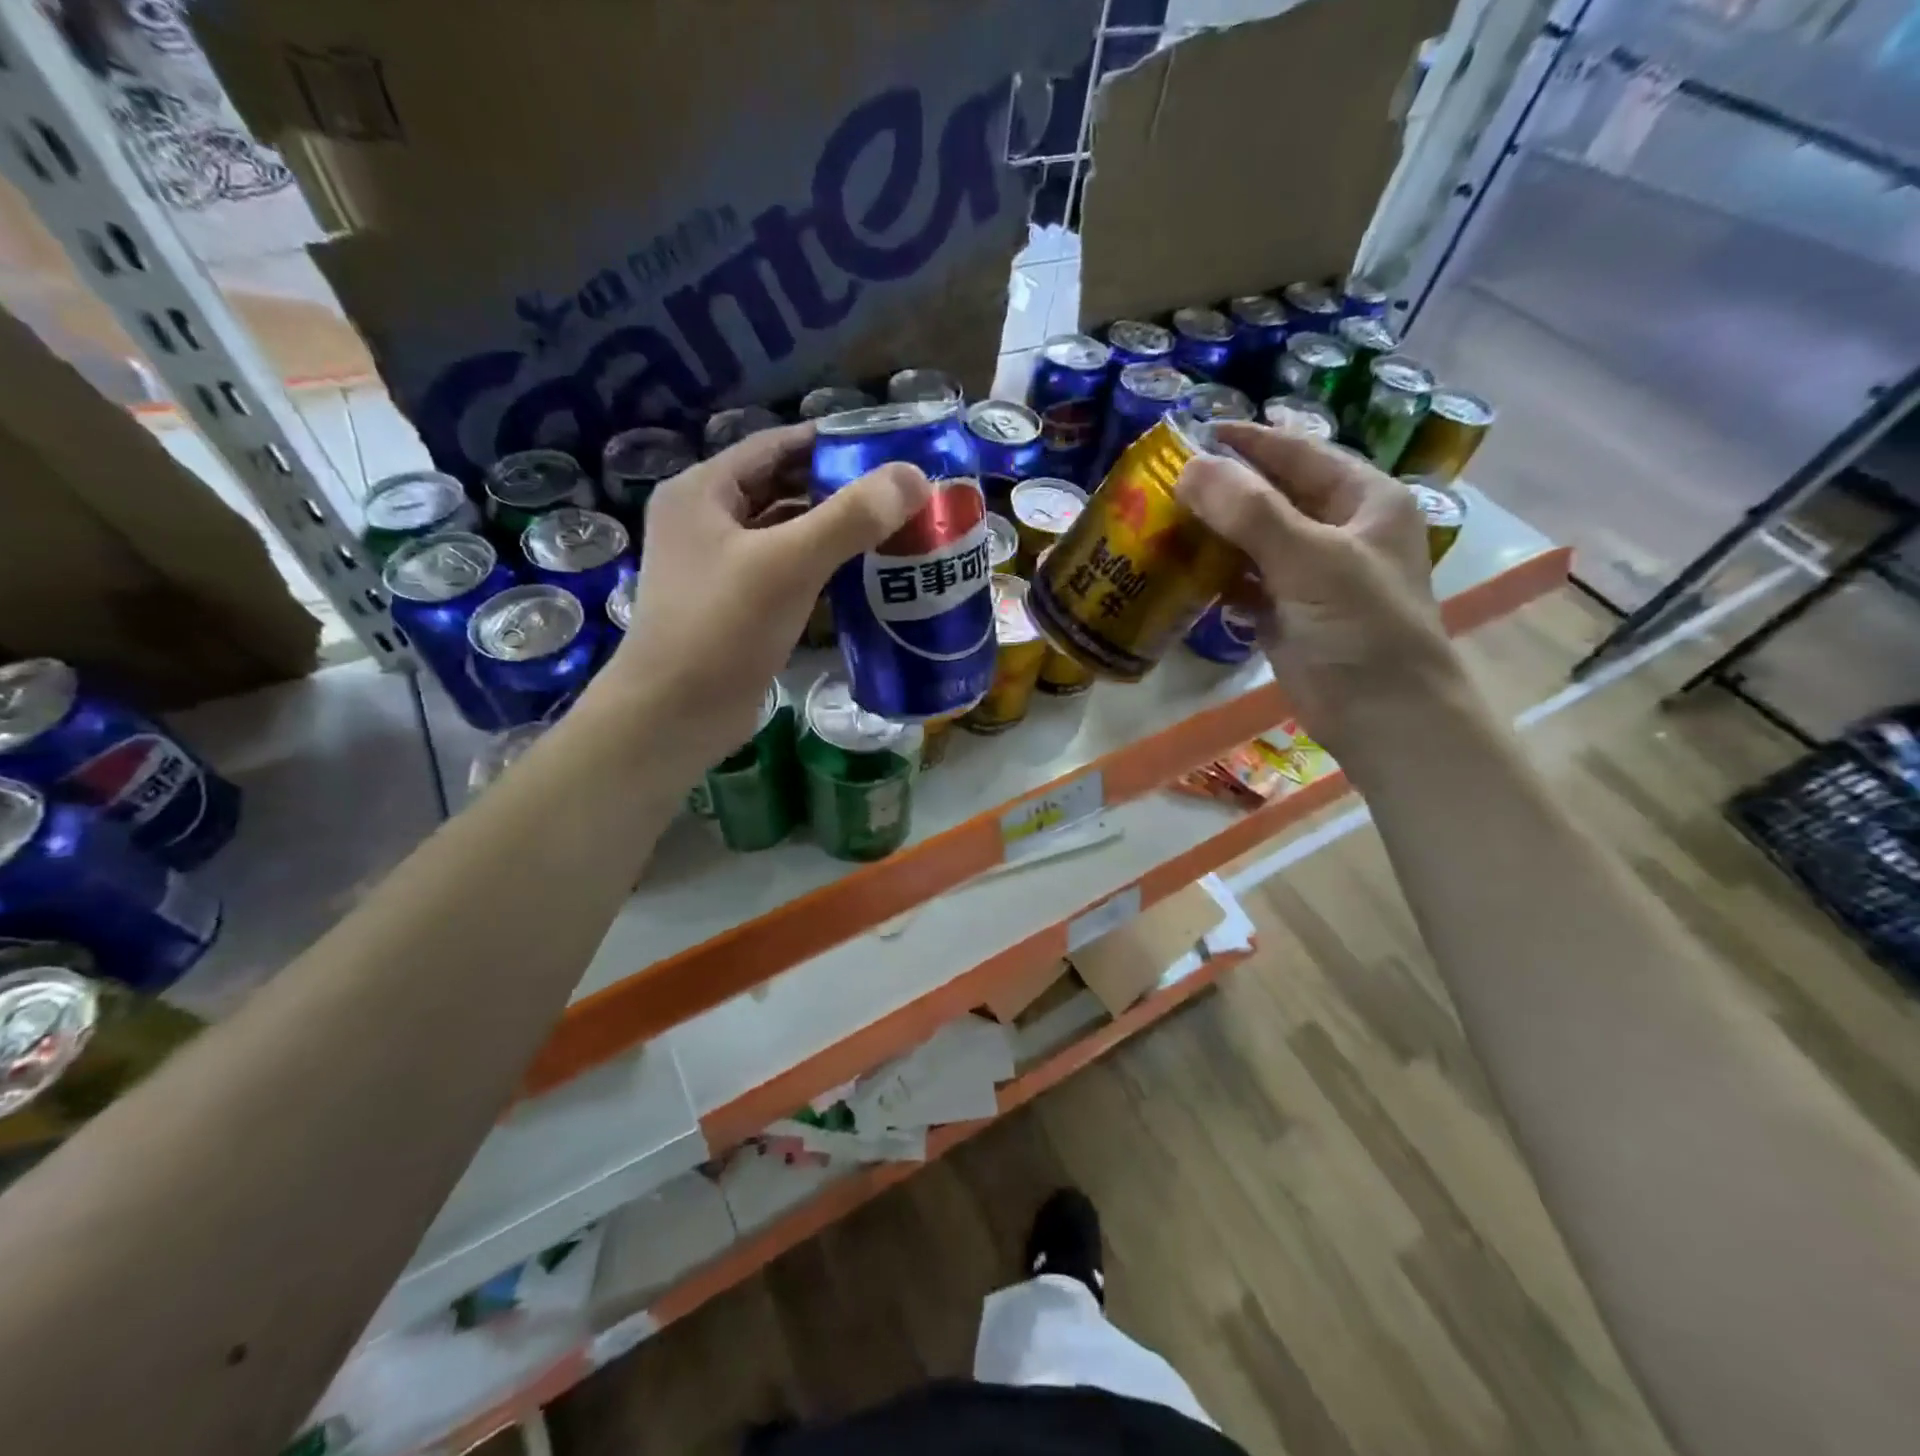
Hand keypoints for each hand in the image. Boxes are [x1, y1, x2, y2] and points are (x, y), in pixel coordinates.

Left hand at [583, 423, 929, 781]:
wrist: (674, 716)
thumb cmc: (722, 628)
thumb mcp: (788, 564)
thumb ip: (850, 517)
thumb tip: (913, 477)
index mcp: (702, 491)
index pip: (774, 446)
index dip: (829, 442)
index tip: (886, 449)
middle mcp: (705, 521)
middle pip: (781, 488)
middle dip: (837, 489)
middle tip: (899, 494)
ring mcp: (718, 567)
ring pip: (784, 534)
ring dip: (831, 531)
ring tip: (890, 530)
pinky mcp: (735, 607)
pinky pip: (784, 573)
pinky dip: (819, 569)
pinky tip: (860, 576)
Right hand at [1175, 422, 1463, 749]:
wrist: (1382, 716)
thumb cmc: (1361, 628)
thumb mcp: (1311, 559)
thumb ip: (1250, 511)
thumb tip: (1189, 467)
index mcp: (1363, 499)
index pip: (1298, 453)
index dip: (1246, 441)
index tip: (1191, 434)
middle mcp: (1338, 529)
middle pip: (1271, 495)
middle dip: (1221, 490)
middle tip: (1163, 483)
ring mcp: (1311, 573)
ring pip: (1254, 540)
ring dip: (1213, 534)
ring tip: (1160, 522)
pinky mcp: (1288, 612)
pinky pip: (1245, 582)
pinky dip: (1216, 576)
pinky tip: (1180, 572)